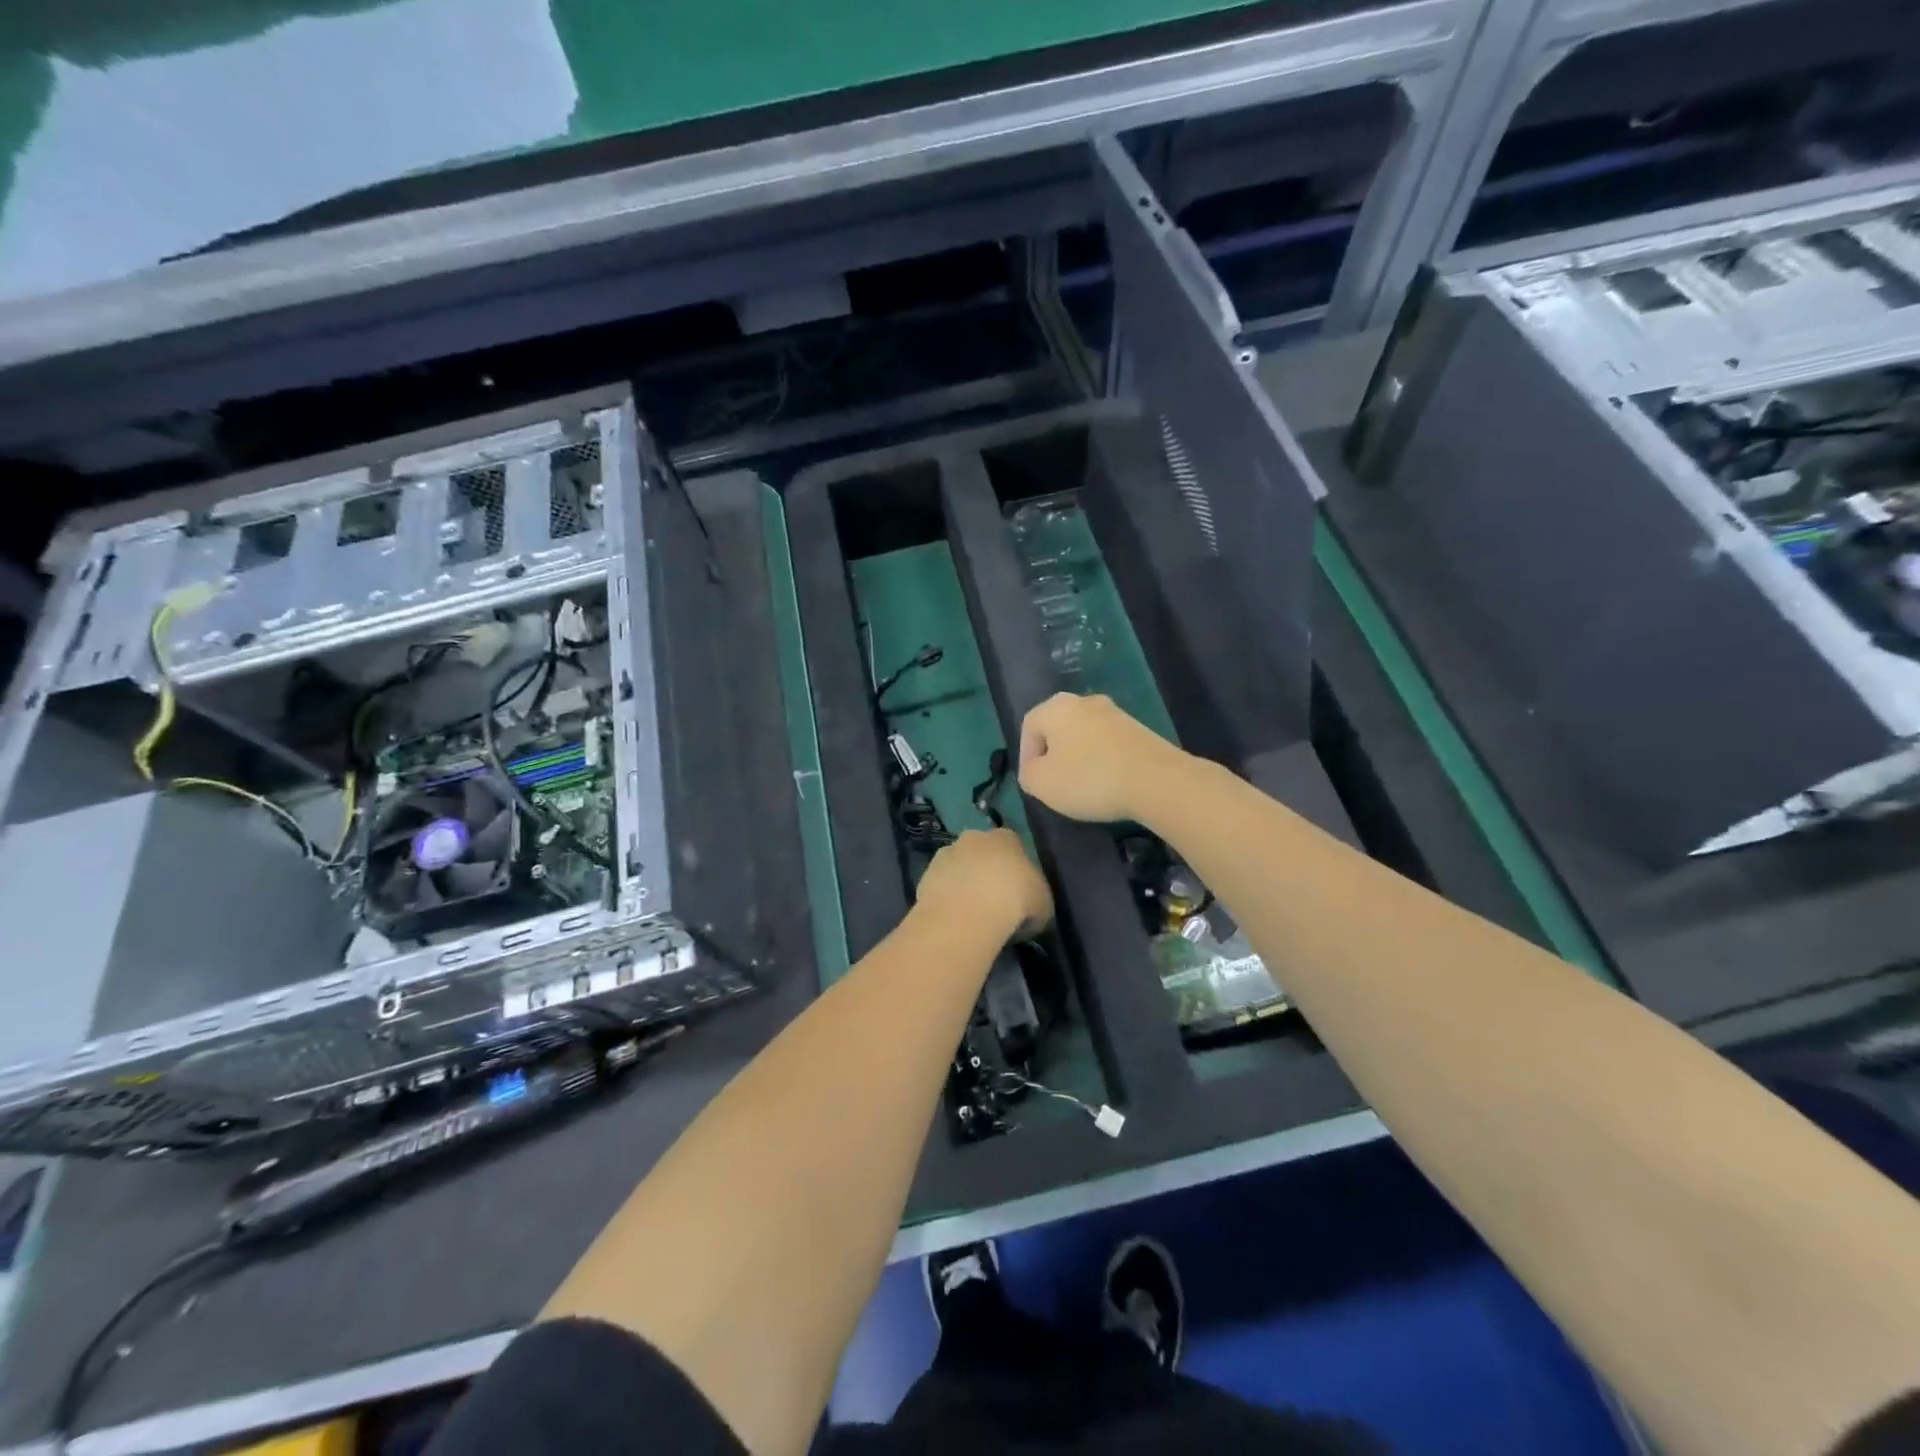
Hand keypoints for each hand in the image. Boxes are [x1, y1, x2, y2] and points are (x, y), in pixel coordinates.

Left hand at [916, 829, 1052, 940]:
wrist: (967, 914)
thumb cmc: (1015, 902)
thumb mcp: (1043, 904)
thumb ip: (1036, 897)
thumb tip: (1030, 907)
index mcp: (1006, 838)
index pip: (1013, 845)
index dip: (1016, 867)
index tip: (1019, 890)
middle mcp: (973, 838)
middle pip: (981, 851)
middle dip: (985, 870)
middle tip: (994, 900)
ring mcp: (945, 855)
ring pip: (958, 867)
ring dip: (963, 883)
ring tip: (971, 913)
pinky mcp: (925, 876)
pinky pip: (941, 886)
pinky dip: (947, 898)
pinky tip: (954, 919)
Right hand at [1018, 692, 1184, 823]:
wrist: (1157, 780)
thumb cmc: (1089, 779)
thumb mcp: (1042, 784)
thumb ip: (1028, 774)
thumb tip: (1034, 769)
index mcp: (1056, 707)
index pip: (1029, 726)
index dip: (1025, 754)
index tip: (1032, 781)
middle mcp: (1085, 701)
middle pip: (1058, 727)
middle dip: (1053, 754)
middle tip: (1054, 782)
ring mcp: (1116, 713)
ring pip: (1085, 735)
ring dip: (1079, 757)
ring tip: (1082, 786)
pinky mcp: (1139, 730)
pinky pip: (1109, 744)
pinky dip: (1102, 760)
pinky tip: (1108, 782)